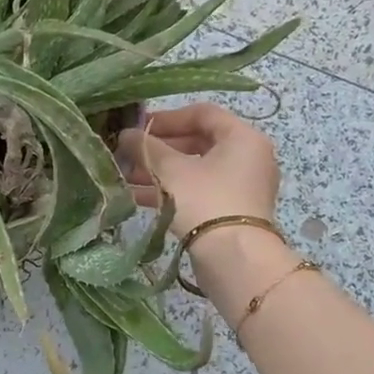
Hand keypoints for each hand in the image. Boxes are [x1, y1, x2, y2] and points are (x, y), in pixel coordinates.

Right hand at [119, 103, 295, 316]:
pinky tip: (138, 197)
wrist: (234, 259)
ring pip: (195, 170)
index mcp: (242, 138)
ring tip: (126, 176)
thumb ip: (146, 147)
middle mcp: (248, 158)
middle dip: (159, 149)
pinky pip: (199, 192)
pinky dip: (172, 190)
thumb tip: (125, 134)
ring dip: (160, 171)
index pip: (202, 114)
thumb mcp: (171, 169)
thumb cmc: (205, 201)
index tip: (139, 128)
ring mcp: (242, 187)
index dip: (167, 118)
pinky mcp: (232, 212)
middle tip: (129, 154)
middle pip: (198, 142)